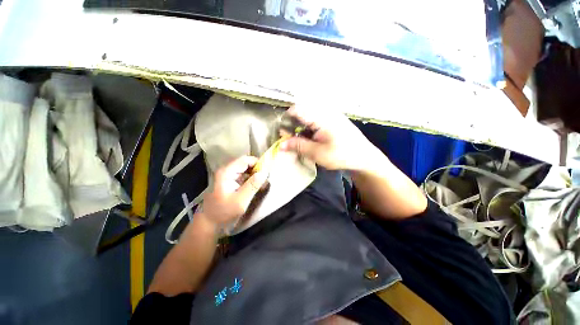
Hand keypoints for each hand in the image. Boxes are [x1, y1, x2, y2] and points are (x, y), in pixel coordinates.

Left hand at [201, 156, 268, 227]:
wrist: (209, 222)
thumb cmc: (224, 212)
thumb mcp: (240, 201)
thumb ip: (252, 185)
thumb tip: (264, 172)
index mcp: (227, 172)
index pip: (245, 160)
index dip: (257, 163)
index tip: (267, 171)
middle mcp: (226, 170)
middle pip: (245, 163)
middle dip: (257, 169)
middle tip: (266, 179)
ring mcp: (227, 175)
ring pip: (245, 169)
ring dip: (254, 174)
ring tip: (262, 184)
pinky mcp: (229, 181)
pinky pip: (243, 175)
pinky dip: (250, 179)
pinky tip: (255, 186)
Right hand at [280, 105, 377, 170]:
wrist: (364, 157)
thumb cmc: (341, 155)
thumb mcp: (317, 153)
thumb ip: (298, 146)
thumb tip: (281, 144)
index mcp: (321, 117)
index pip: (297, 110)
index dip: (286, 120)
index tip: (283, 133)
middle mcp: (325, 111)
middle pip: (302, 112)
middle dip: (293, 125)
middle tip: (290, 139)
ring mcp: (330, 115)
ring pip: (308, 117)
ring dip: (301, 128)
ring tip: (300, 141)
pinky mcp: (333, 120)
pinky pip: (316, 120)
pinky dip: (309, 129)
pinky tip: (310, 139)